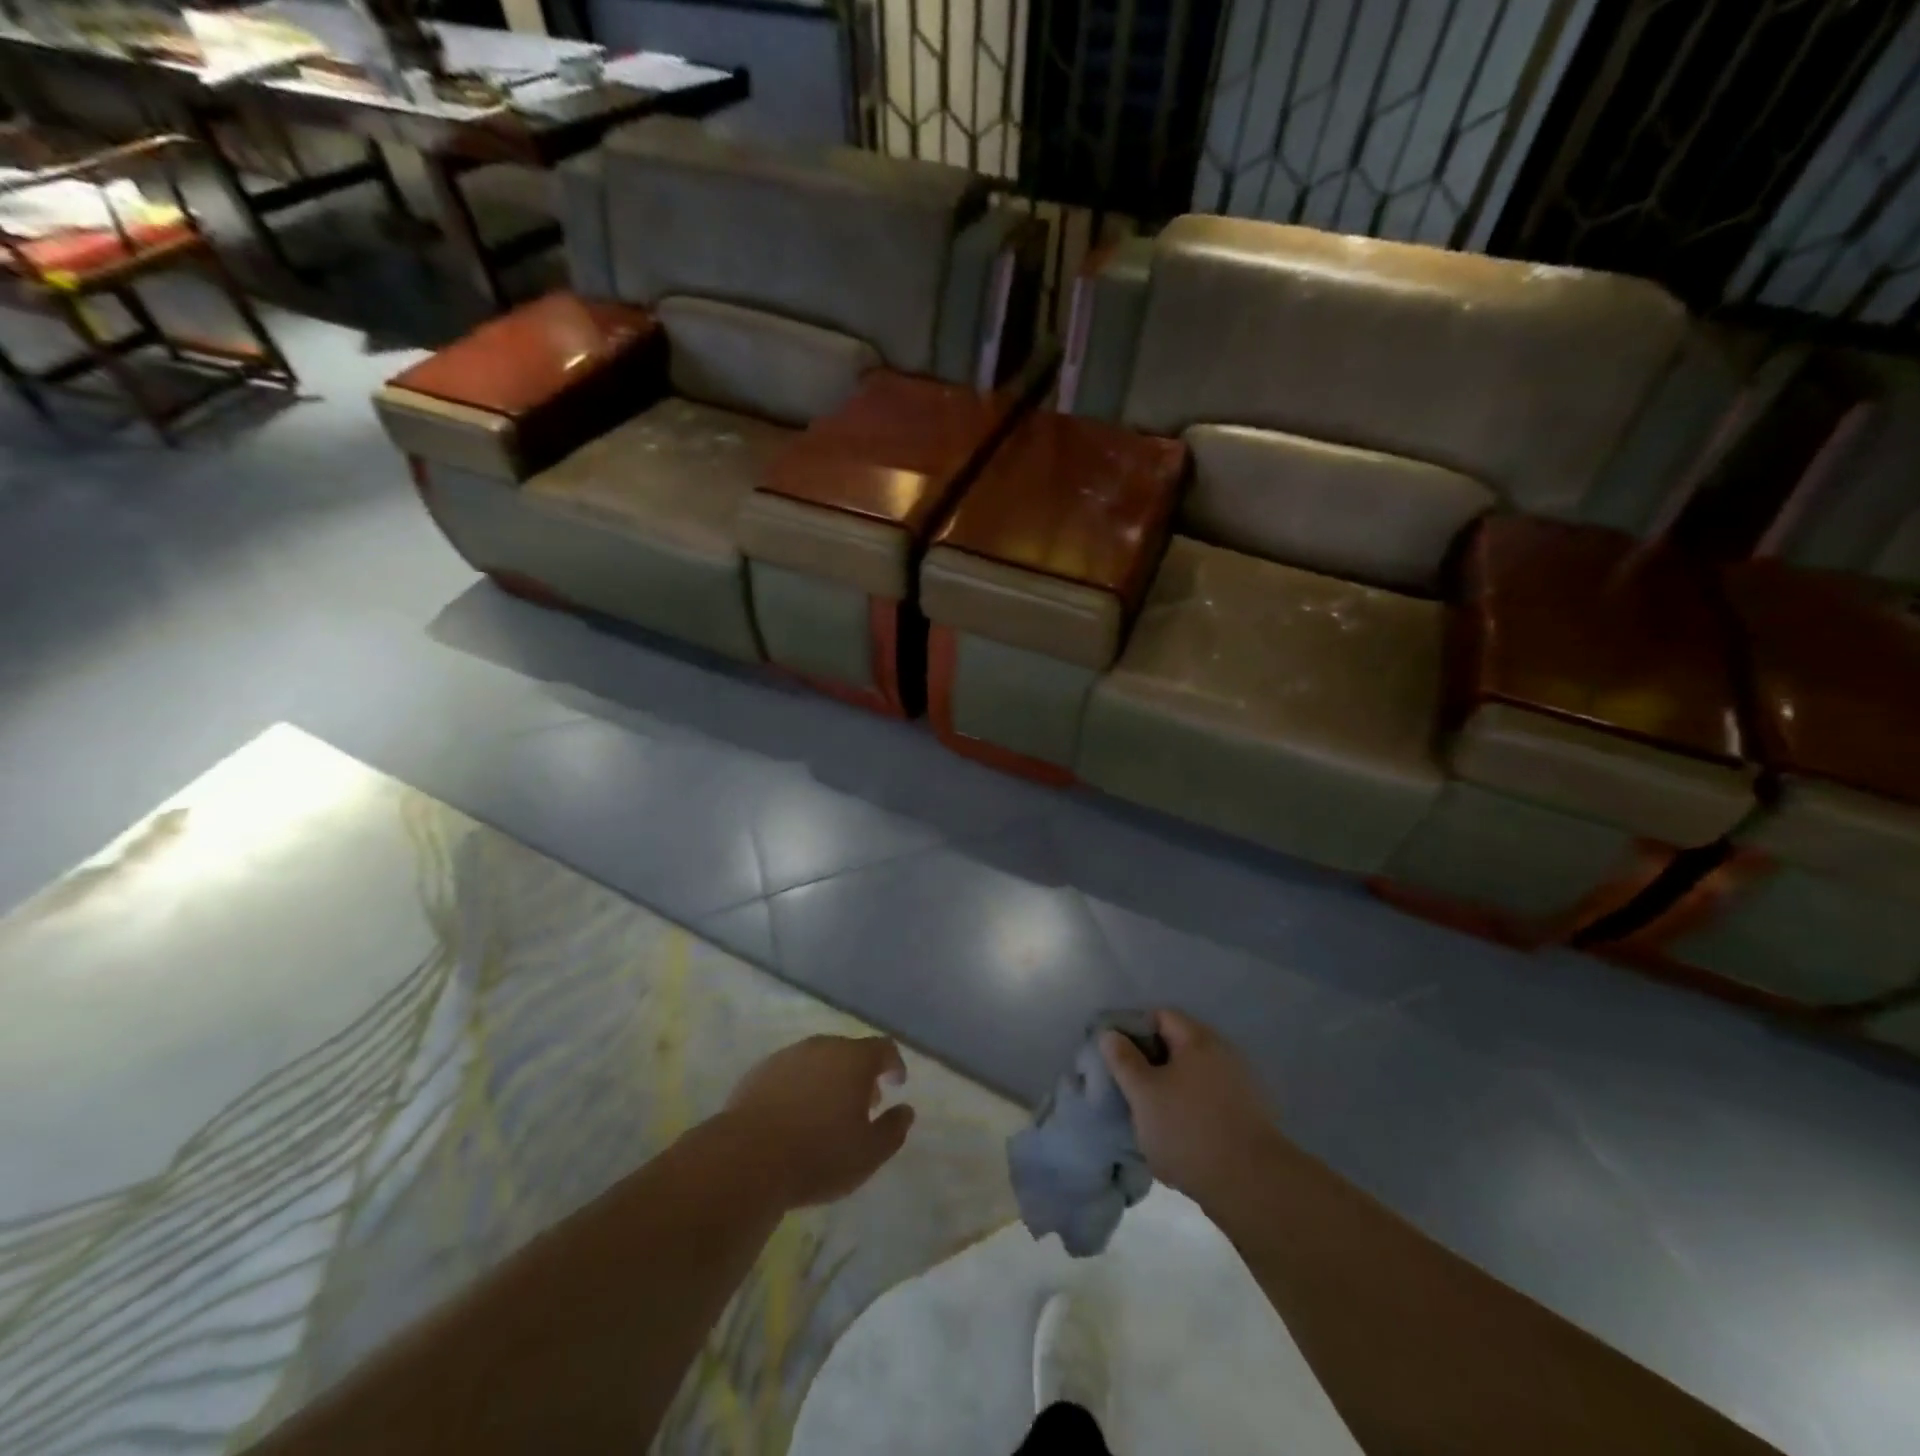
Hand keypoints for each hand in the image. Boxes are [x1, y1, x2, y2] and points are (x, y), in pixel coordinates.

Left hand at [723, 1034, 915, 1209]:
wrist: (746, 1159)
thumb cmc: (818, 1155)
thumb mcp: (868, 1153)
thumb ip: (893, 1130)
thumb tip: (906, 1111)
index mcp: (853, 1058)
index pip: (883, 1048)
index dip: (894, 1063)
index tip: (897, 1082)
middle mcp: (822, 1047)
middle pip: (849, 1051)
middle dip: (861, 1073)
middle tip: (864, 1102)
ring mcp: (788, 1056)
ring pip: (818, 1060)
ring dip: (829, 1078)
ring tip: (829, 1110)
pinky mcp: (759, 1072)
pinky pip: (791, 1073)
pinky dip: (801, 1086)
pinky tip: (796, 1114)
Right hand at [1100, 1010, 1282, 1205]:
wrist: (1253, 1186)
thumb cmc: (1188, 1130)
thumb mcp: (1143, 1093)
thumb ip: (1123, 1060)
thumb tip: (1110, 1034)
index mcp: (1198, 1040)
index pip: (1160, 1016)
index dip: (1134, 1030)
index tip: (1116, 1056)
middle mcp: (1223, 1054)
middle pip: (1178, 1047)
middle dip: (1151, 1065)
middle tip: (1130, 1089)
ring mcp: (1240, 1086)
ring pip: (1193, 1078)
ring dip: (1171, 1092)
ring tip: (1151, 1119)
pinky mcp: (1249, 1117)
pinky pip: (1209, 1102)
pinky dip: (1191, 1112)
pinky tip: (1179, 1138)